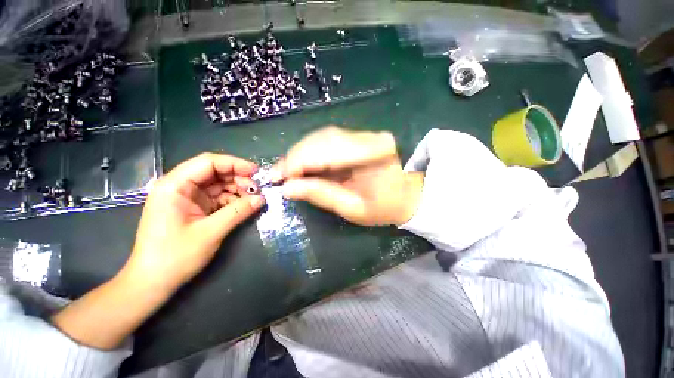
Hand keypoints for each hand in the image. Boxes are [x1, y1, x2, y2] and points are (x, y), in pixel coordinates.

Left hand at [125, 152, 264, 291]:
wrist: (153, 282)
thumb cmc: (175, 257)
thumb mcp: (210, 232)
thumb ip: (238, 211)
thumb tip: (262, 199)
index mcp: (175, 185)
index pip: (208, 162)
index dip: (235, 164)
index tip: (256, 172)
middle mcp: (180, 186)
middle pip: (215, 171)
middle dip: (238, 178)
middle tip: (257, 190)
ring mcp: (187, 197)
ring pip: (219, 184)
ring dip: (238, 189)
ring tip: (253, 199)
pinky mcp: (194, 208)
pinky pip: (218, 197)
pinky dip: (233, 200)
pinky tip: (244, 206)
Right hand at [275, 126, 422, 225]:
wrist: (404, 197)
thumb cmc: (383, 208)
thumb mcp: (352, 208)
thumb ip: (321, 195)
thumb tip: (287, 188)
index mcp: (374, 154)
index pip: (329, 151)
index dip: (299, 162)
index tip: (277, 177)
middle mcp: (370, 138)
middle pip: (323, 139)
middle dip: (296, 157)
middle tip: (278, 174)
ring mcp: (364, 135)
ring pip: (322, 137)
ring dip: (301, 154)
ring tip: (287, 171)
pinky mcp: (358, 138)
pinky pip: (328, 141)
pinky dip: (310, 152)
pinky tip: (302, 165)